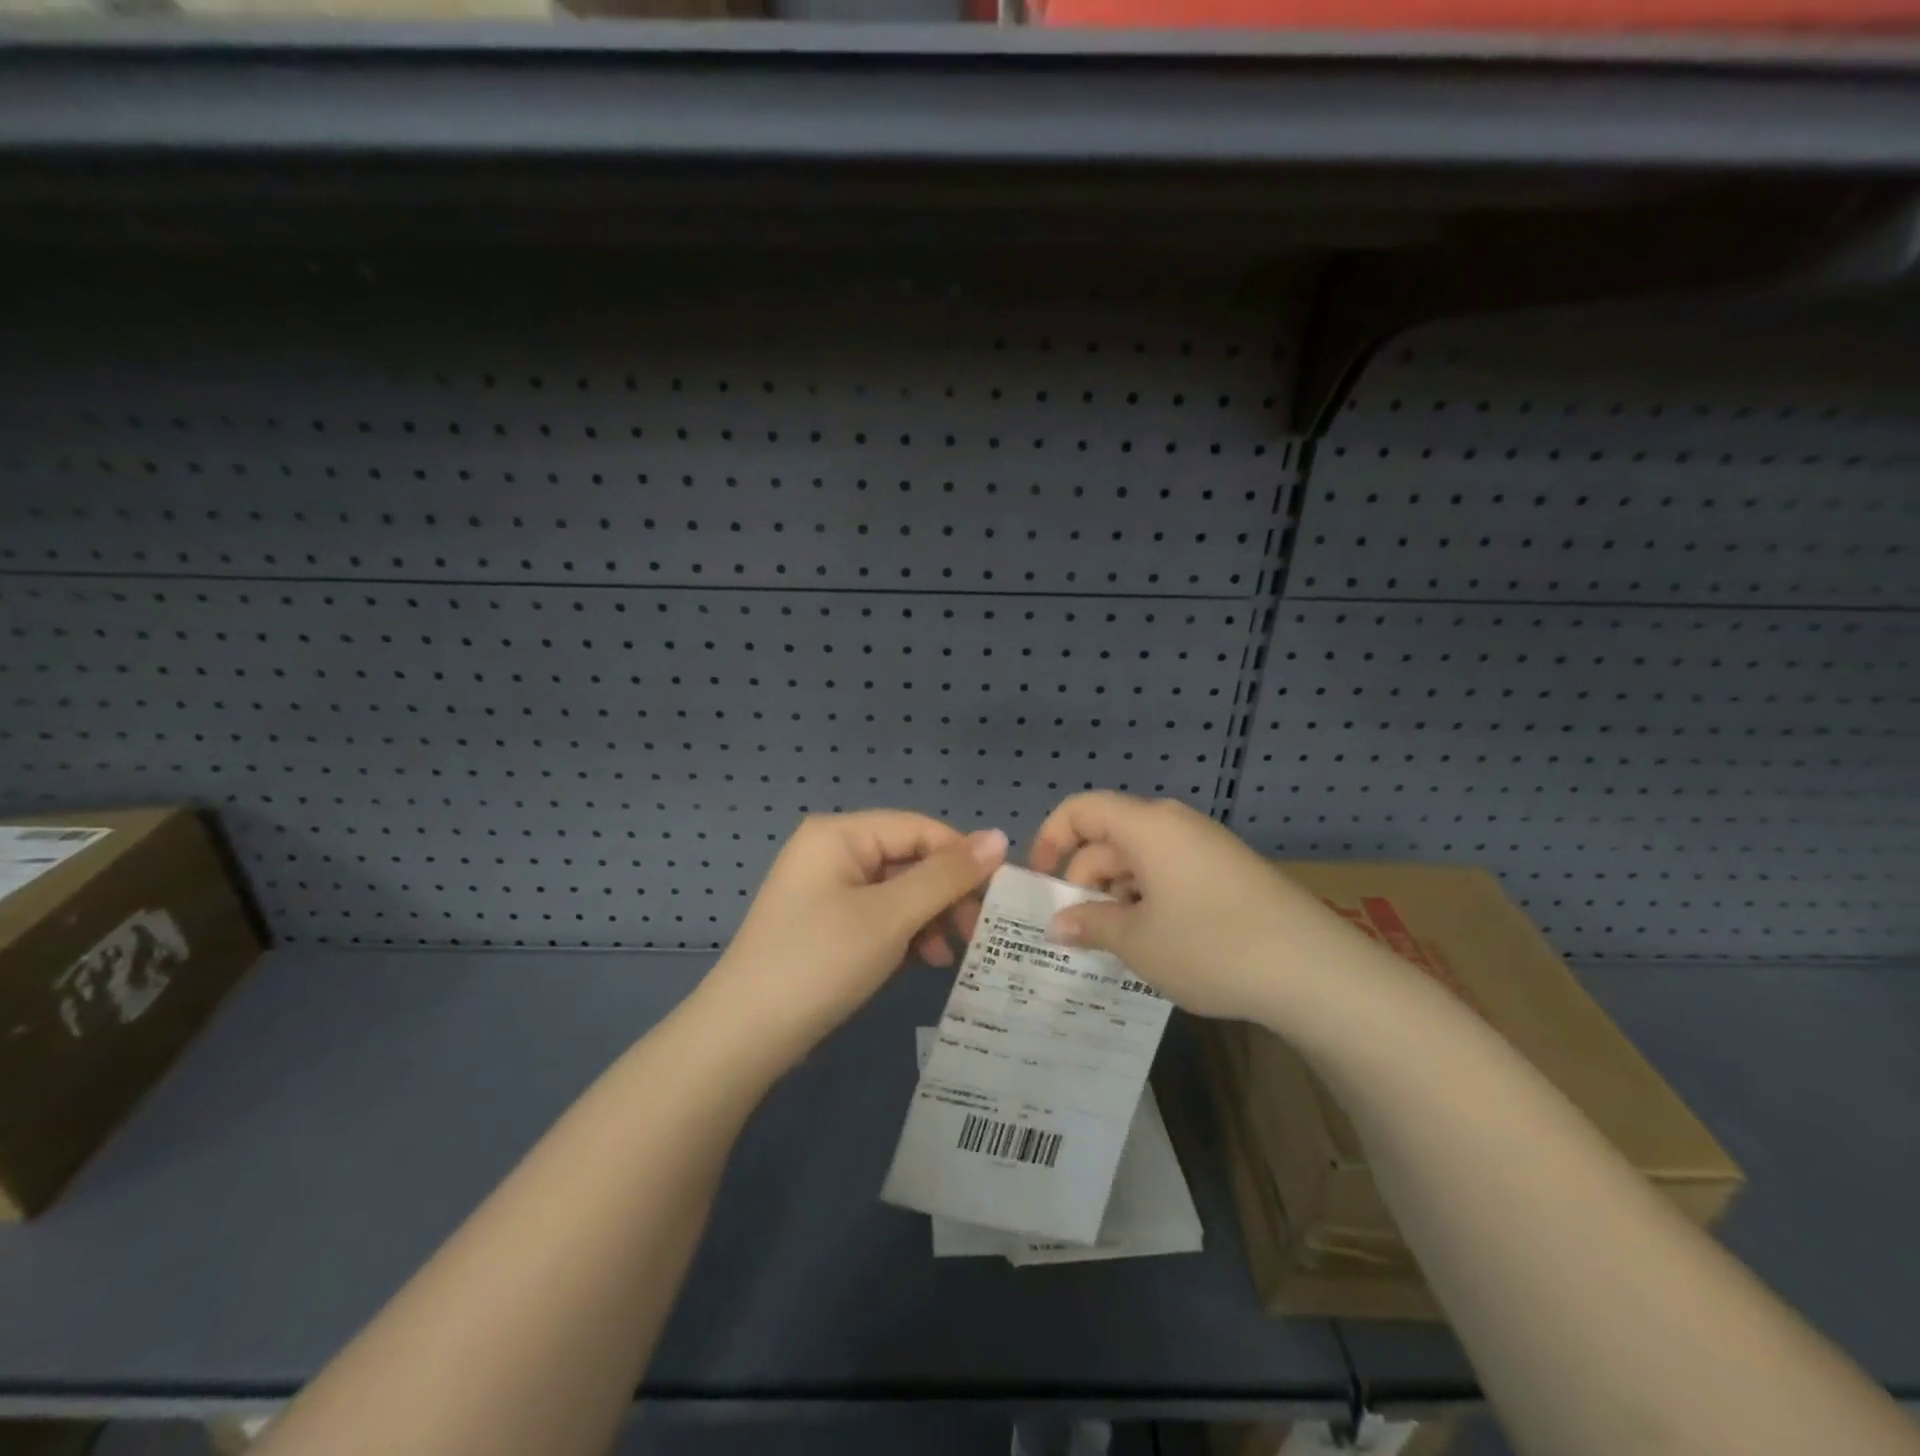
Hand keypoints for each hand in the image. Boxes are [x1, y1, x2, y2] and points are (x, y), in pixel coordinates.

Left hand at [699, 811, 1007, 1068]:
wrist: (744, 1036)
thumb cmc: (821, 962)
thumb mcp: (891, 916)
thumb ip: (946, 875)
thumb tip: (1000, 837)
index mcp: (840, 833)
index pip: (920, 828)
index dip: (963, 858)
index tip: (998, 899)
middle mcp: (832, 850)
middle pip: (909, 858)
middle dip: (945, 895)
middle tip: (975, 934)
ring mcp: (826, 888)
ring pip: (898, 890)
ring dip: (928, 918)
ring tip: (946, 956)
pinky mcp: (826, 922)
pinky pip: (879, 914)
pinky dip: (905, 934)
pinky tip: (921, 962)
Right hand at [1030, 792, 1338, 1022]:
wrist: (1316, 972)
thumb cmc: (1212, 946)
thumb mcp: (1138, 941)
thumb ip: (1090, 924)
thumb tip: (1056, 923)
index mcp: (1147, 826)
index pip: (1081, 809)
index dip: (1050, 839)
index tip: (1041, 884)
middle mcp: (1175, 825)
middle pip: (1110, 837)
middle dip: (1086, 880)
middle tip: (1078, 932)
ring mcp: (1207, 847)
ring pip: (1141, 860)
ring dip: (1118, 896)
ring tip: (1117, 946)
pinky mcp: (1230, 872)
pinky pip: (1172, 874)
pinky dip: (1151, 901)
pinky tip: (1157, 944)